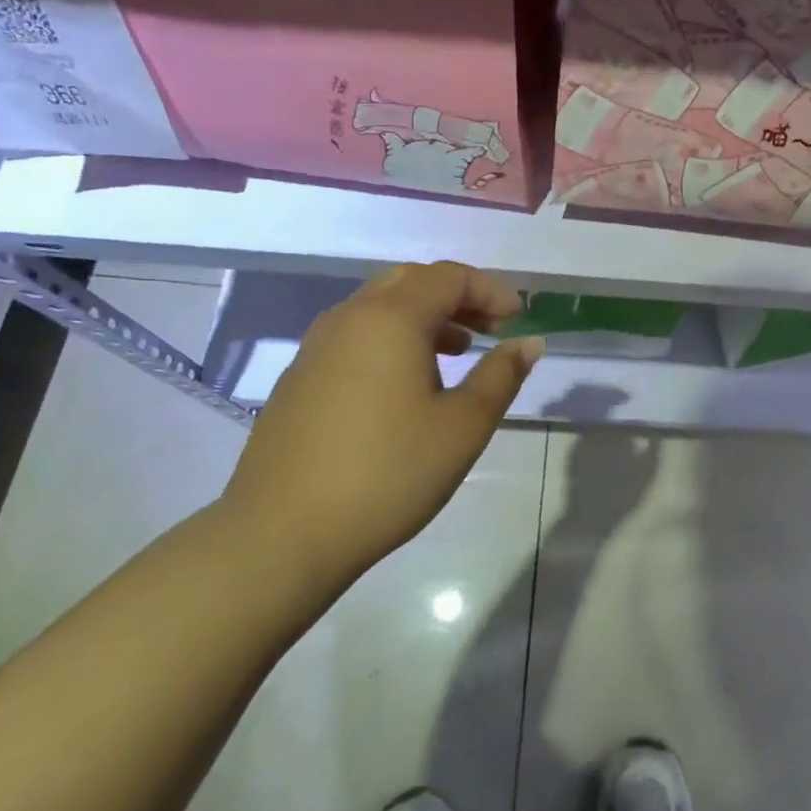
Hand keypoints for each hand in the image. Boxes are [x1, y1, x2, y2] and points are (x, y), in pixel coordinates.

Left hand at [216, 262, 542, 584]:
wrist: (282, 533)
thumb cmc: (388, 473)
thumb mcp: (462, 426)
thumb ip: (501, 376)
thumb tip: (529, 343)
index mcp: (390, 319)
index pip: (449, 277)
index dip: (491, 290)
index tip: (520, 318)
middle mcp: (349, 318)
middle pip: (411, 282)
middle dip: (457, 297)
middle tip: (491, 327)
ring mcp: (316, 347)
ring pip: (379, 307)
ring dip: (424, 317)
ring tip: (457, 352)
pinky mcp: (299, 377)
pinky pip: (356, 336)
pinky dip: (392, 339)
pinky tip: (406, 385)